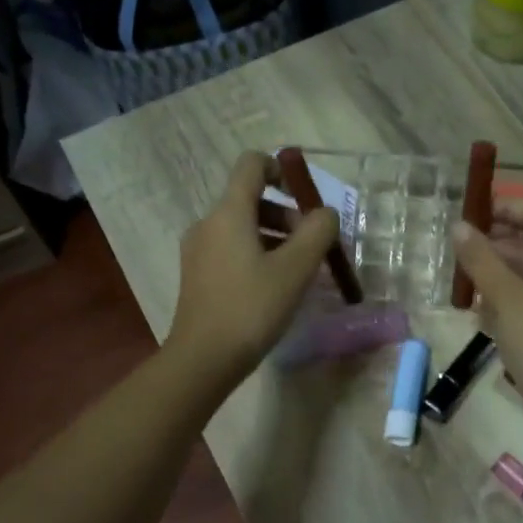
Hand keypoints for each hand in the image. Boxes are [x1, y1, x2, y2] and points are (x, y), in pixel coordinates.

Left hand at [167, 151, 339, 387]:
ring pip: (242, 228)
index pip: (252, 164)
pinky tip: (274, 288)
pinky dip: (257, 256)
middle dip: (286, 215)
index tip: (305, 197)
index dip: (281, 169)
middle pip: (250, 199)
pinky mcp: (197, 276)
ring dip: (275, 238)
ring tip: (298, 271)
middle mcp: (208, 223)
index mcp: (229, 212)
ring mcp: (198, 250)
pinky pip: (231, 250)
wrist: (203, 358)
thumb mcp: (295, 269)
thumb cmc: (252, 308)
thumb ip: (317, 232)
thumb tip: (325, 214)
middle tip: (312, 247)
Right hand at [451, 199, 522, 446]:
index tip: (479, 211)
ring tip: (470, 276)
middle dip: (503, 245)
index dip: (511, 210)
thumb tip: (459, 226)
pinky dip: (518, 297)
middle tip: (467, 246)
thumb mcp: (506, 297)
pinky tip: (487, 307)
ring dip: (506, 273)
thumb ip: (481, 259)